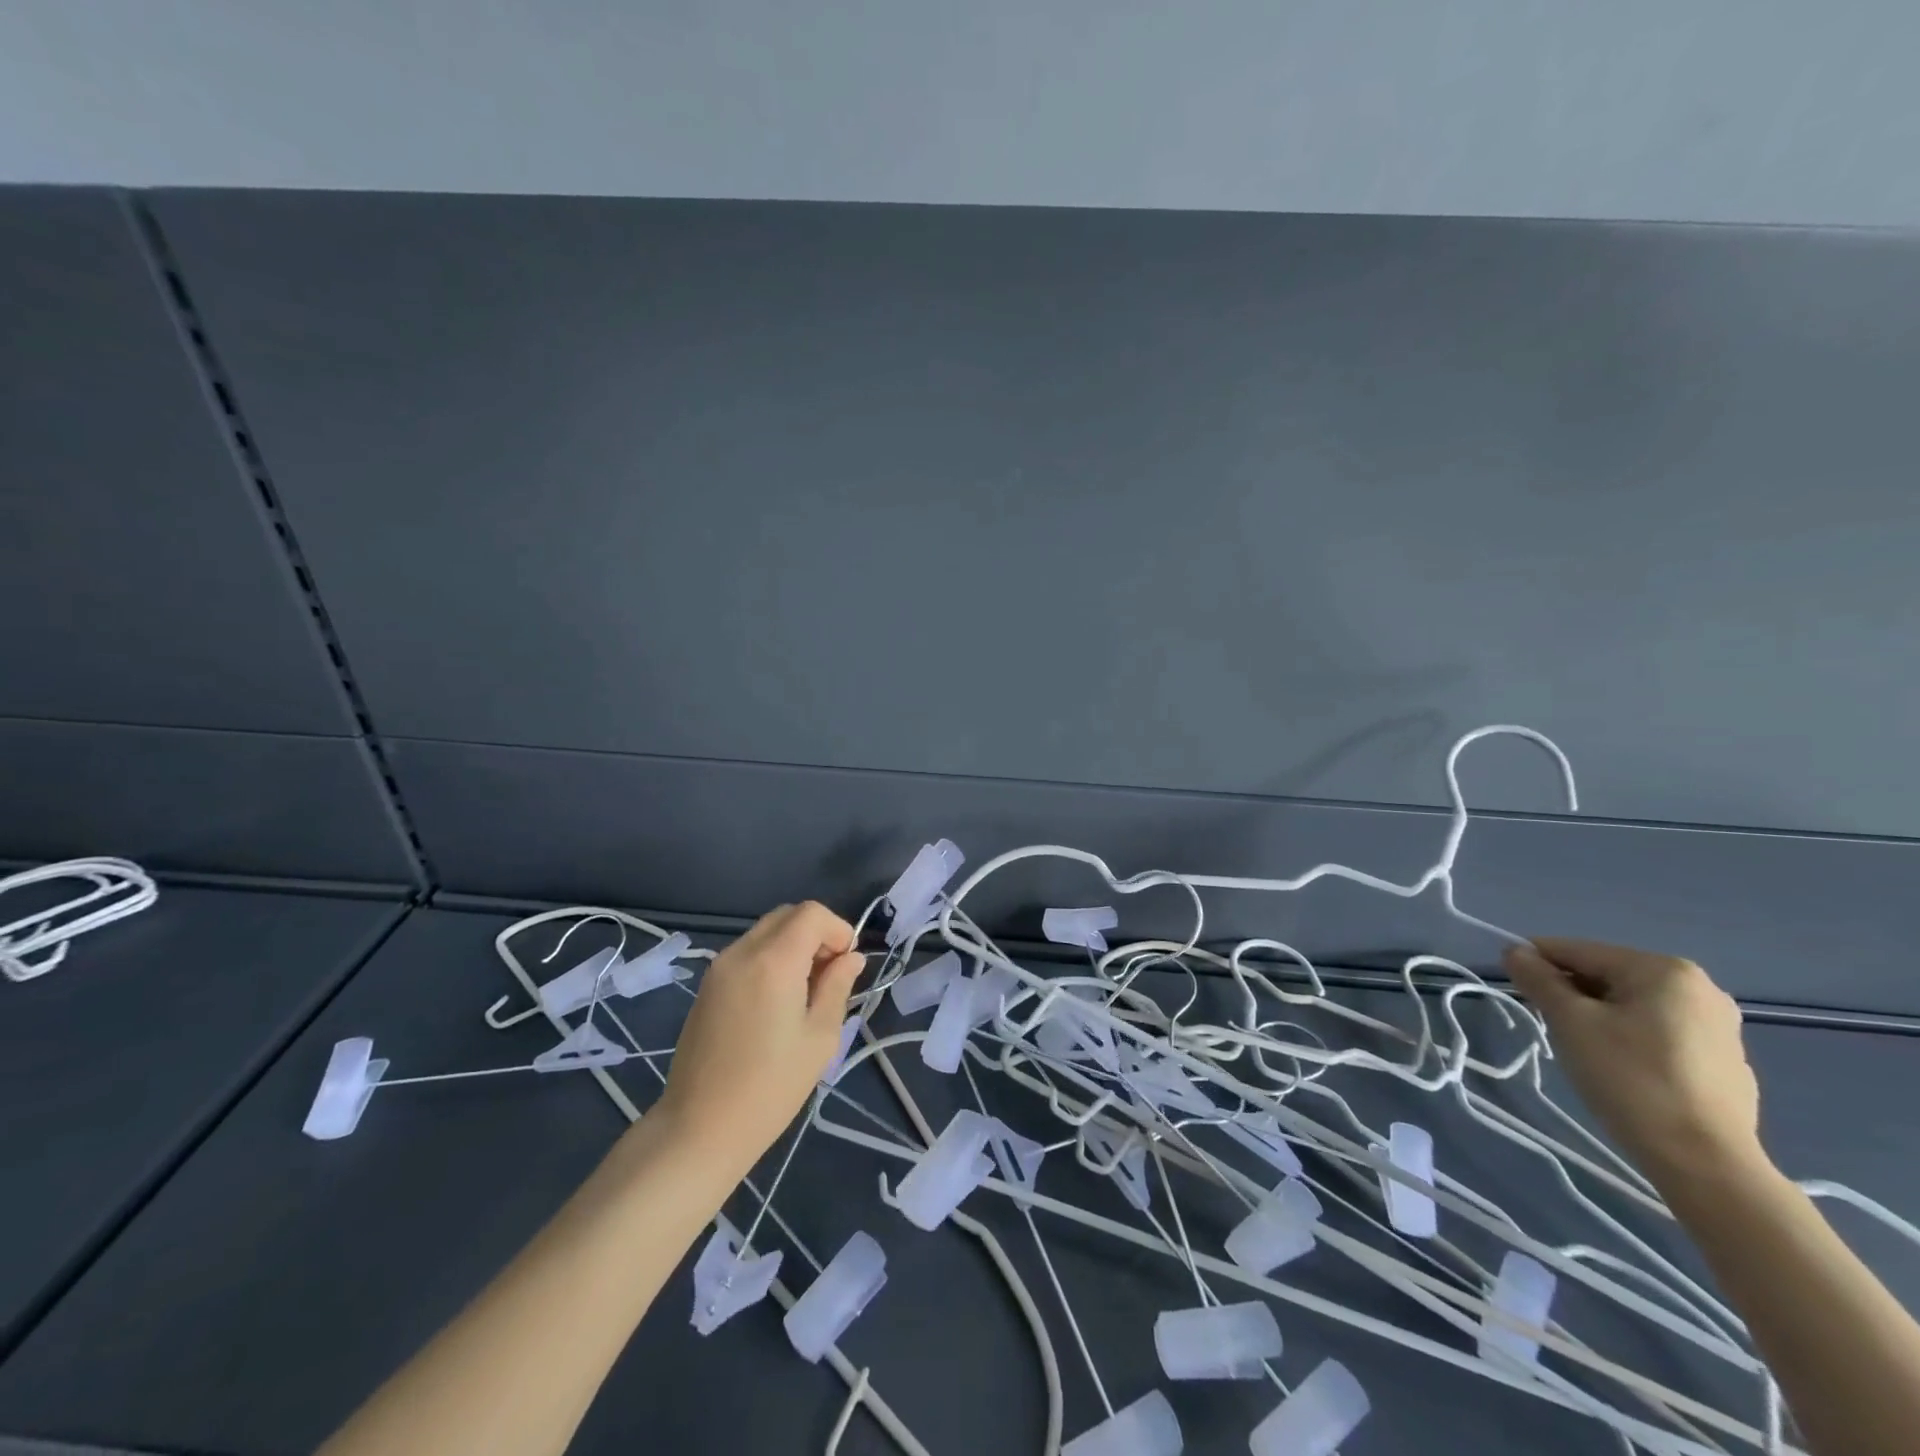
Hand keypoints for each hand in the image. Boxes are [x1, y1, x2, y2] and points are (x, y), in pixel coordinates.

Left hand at [654, 902, 863, 1176]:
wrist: (699, 1129)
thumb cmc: (770, 1088)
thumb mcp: (820, 1037)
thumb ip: (838, 987)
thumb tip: (851, 958)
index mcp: (773, 961)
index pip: (812, 913)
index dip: (838, 930)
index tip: (846, 965)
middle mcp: (742, 952)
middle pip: (788, 915)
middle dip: (816, 934)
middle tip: (829, 976)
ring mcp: (719, 967)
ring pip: (766, 932)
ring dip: (793, 946)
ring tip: (804, 993)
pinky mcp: (707, 986)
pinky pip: (747, 953)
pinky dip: (770, 959)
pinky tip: (776, 1002)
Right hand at [1503, 938, 1766, 1184]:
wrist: (1705, 1163)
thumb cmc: (1630, 1078)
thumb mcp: (1569, 1021)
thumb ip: (1538, 978)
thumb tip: (1515, 951)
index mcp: (1664, 969)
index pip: (1578, 951)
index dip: (1537, 964)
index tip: (1514, 988)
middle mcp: (1700, 988)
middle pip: (1607, 976)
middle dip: (1571, 995)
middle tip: (1551, 1026)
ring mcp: (1719, 1027)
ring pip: (1632, 1005)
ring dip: (1598, 1017)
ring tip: (1585, 1051)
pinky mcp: (1725, 1061)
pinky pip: (1659, 1032)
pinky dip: (1630, 1039)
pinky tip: (1622, 1070)